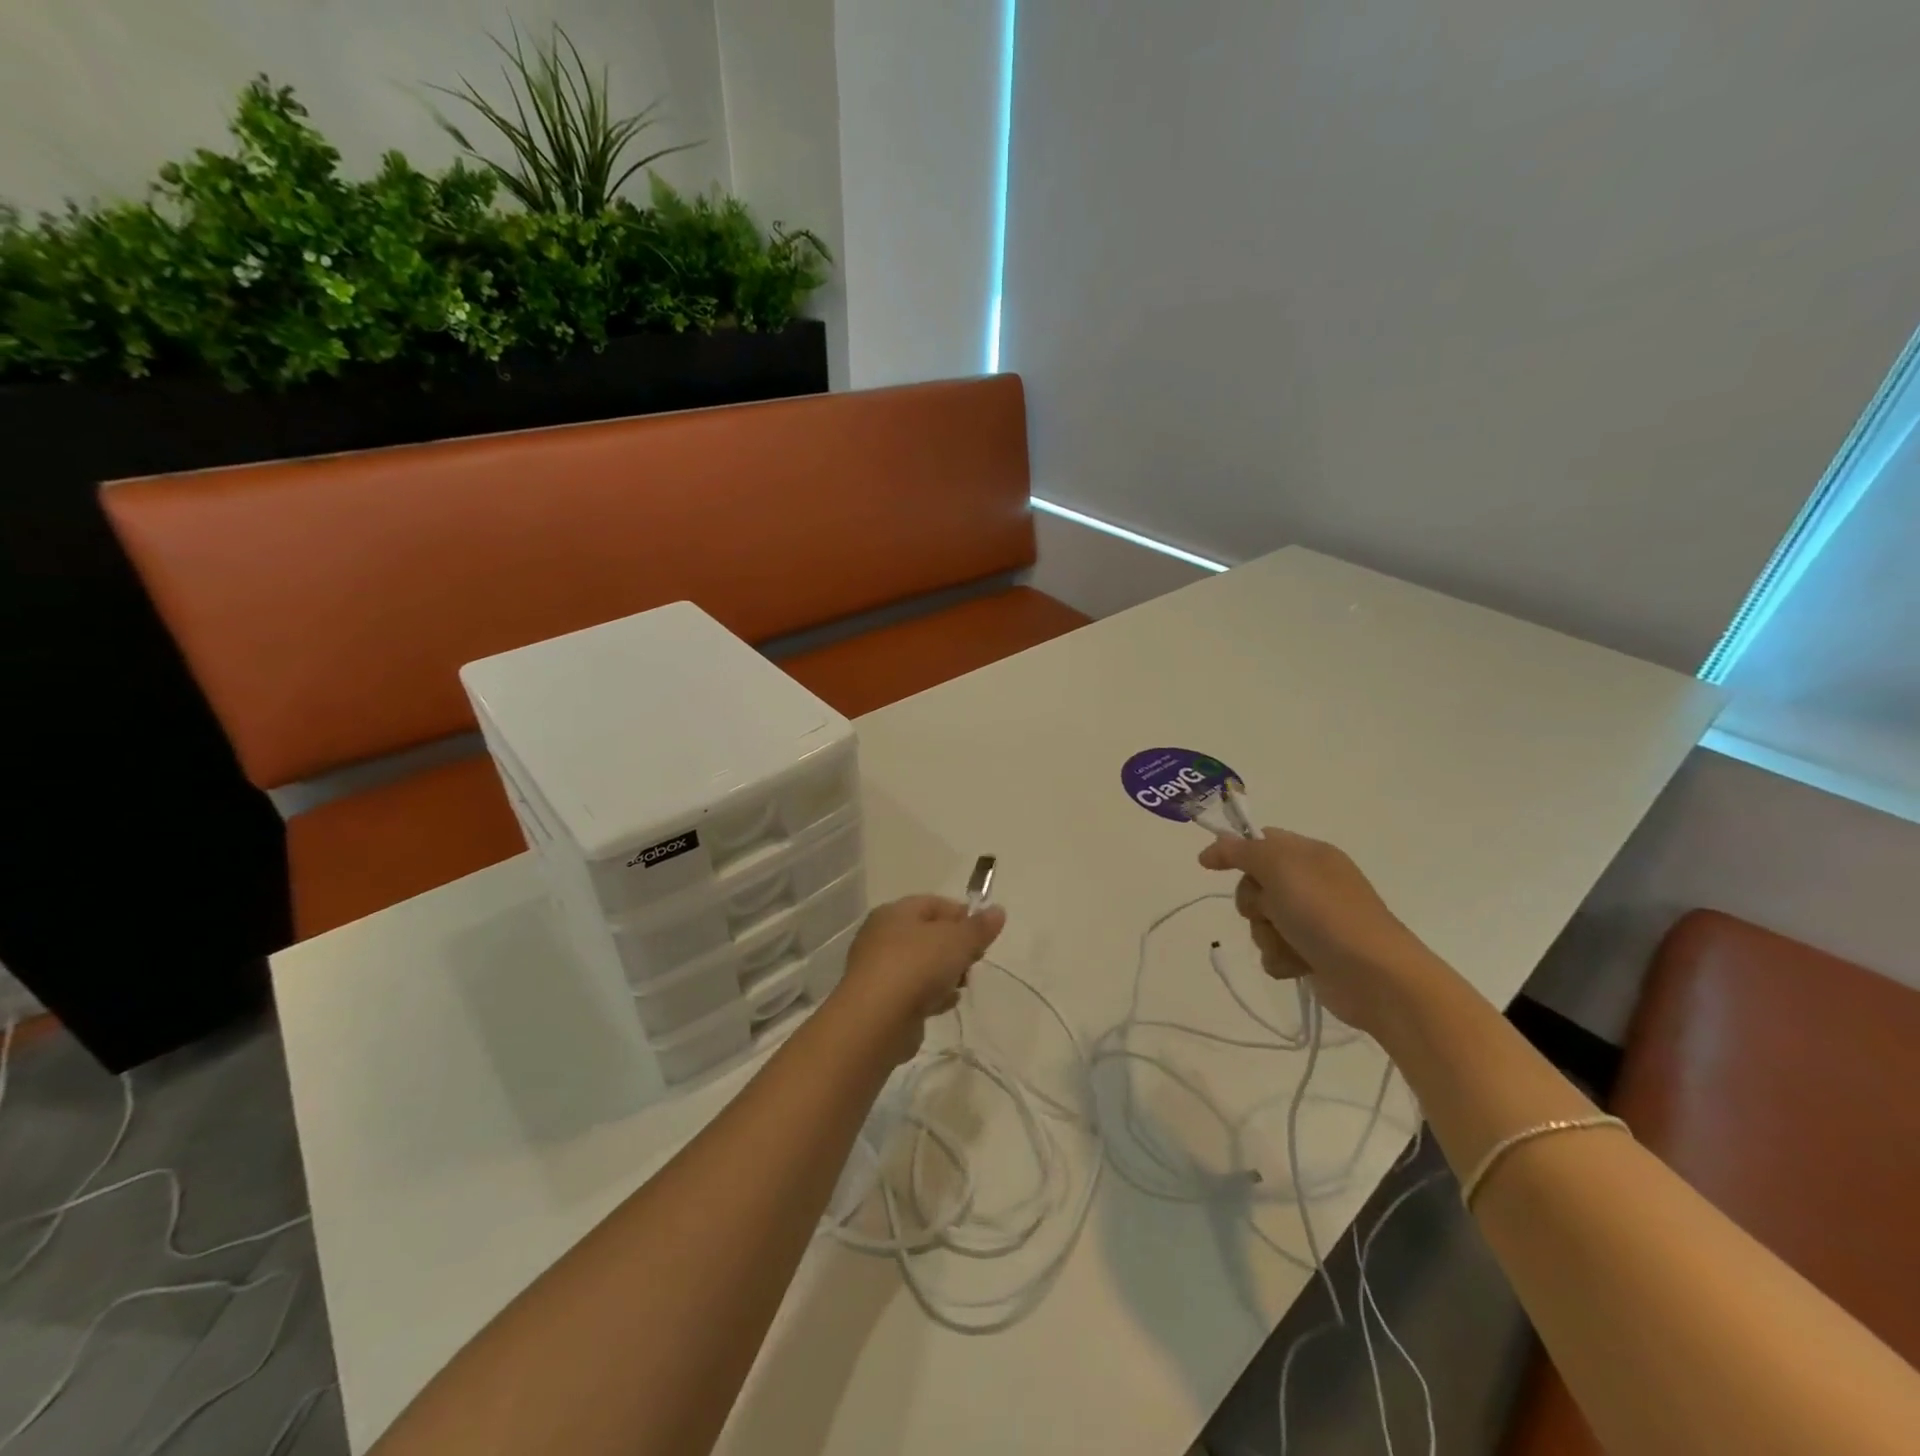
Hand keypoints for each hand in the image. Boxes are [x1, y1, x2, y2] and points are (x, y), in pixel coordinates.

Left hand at [837, 895, 1006, 1060]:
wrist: (877, 1020)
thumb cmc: (917, 966)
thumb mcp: (957, 941)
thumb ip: (979, 927)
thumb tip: (998, 911)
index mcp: (895, 912)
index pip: (933, 903)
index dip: (961, 915)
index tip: (983, 934)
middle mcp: (881, 936)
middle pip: (927, 935)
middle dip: (955, 947)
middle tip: (974, 960)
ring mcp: (878, 970)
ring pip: (921, 965)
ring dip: (944, 974)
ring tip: (961, 985)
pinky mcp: (880, 1001)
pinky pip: (912, 991)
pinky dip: (930, 995)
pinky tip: (944, 1004)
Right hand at [1198, 828, 1431, 1034]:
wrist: (1375, 976)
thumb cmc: (1326, 912)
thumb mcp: (1279, 867)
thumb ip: (1240, 851)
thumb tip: (1211, 848)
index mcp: (1309, 854)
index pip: (1261, 840)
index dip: (1234, 851)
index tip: (1211, 866)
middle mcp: (1311, 883)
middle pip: (1254, 884)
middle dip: (1253, 902)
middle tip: (1271, 910)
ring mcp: (1313, 920)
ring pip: (1261, 921)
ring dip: (1267, 935)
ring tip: (1291, 944)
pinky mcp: (1312, 954)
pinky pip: (1274, 950)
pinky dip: (1281, 958)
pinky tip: (1299, 965)